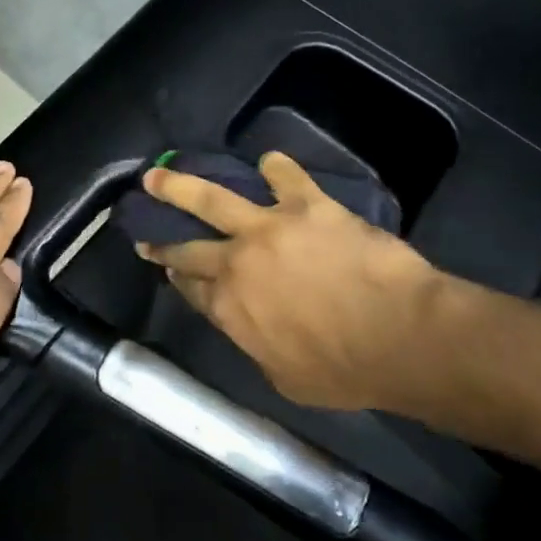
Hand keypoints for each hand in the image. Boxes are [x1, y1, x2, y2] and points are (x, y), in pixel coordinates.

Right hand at [137, 152, 445, 410]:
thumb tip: (254, 332)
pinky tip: (269, 162)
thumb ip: (259, 347)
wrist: (397, 335)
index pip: (192, 288)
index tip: (166, 269)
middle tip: (143, 232)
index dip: (176, 277)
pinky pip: (285, 177)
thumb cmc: (345, 371)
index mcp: (229, 309)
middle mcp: (236, 263)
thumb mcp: (286, 379)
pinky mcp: (305, 205)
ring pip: (211, 198)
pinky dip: (276, 168)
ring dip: (179, 185)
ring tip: (157, 175)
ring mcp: (267, 228)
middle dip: (161, 239)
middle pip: (188, 247)